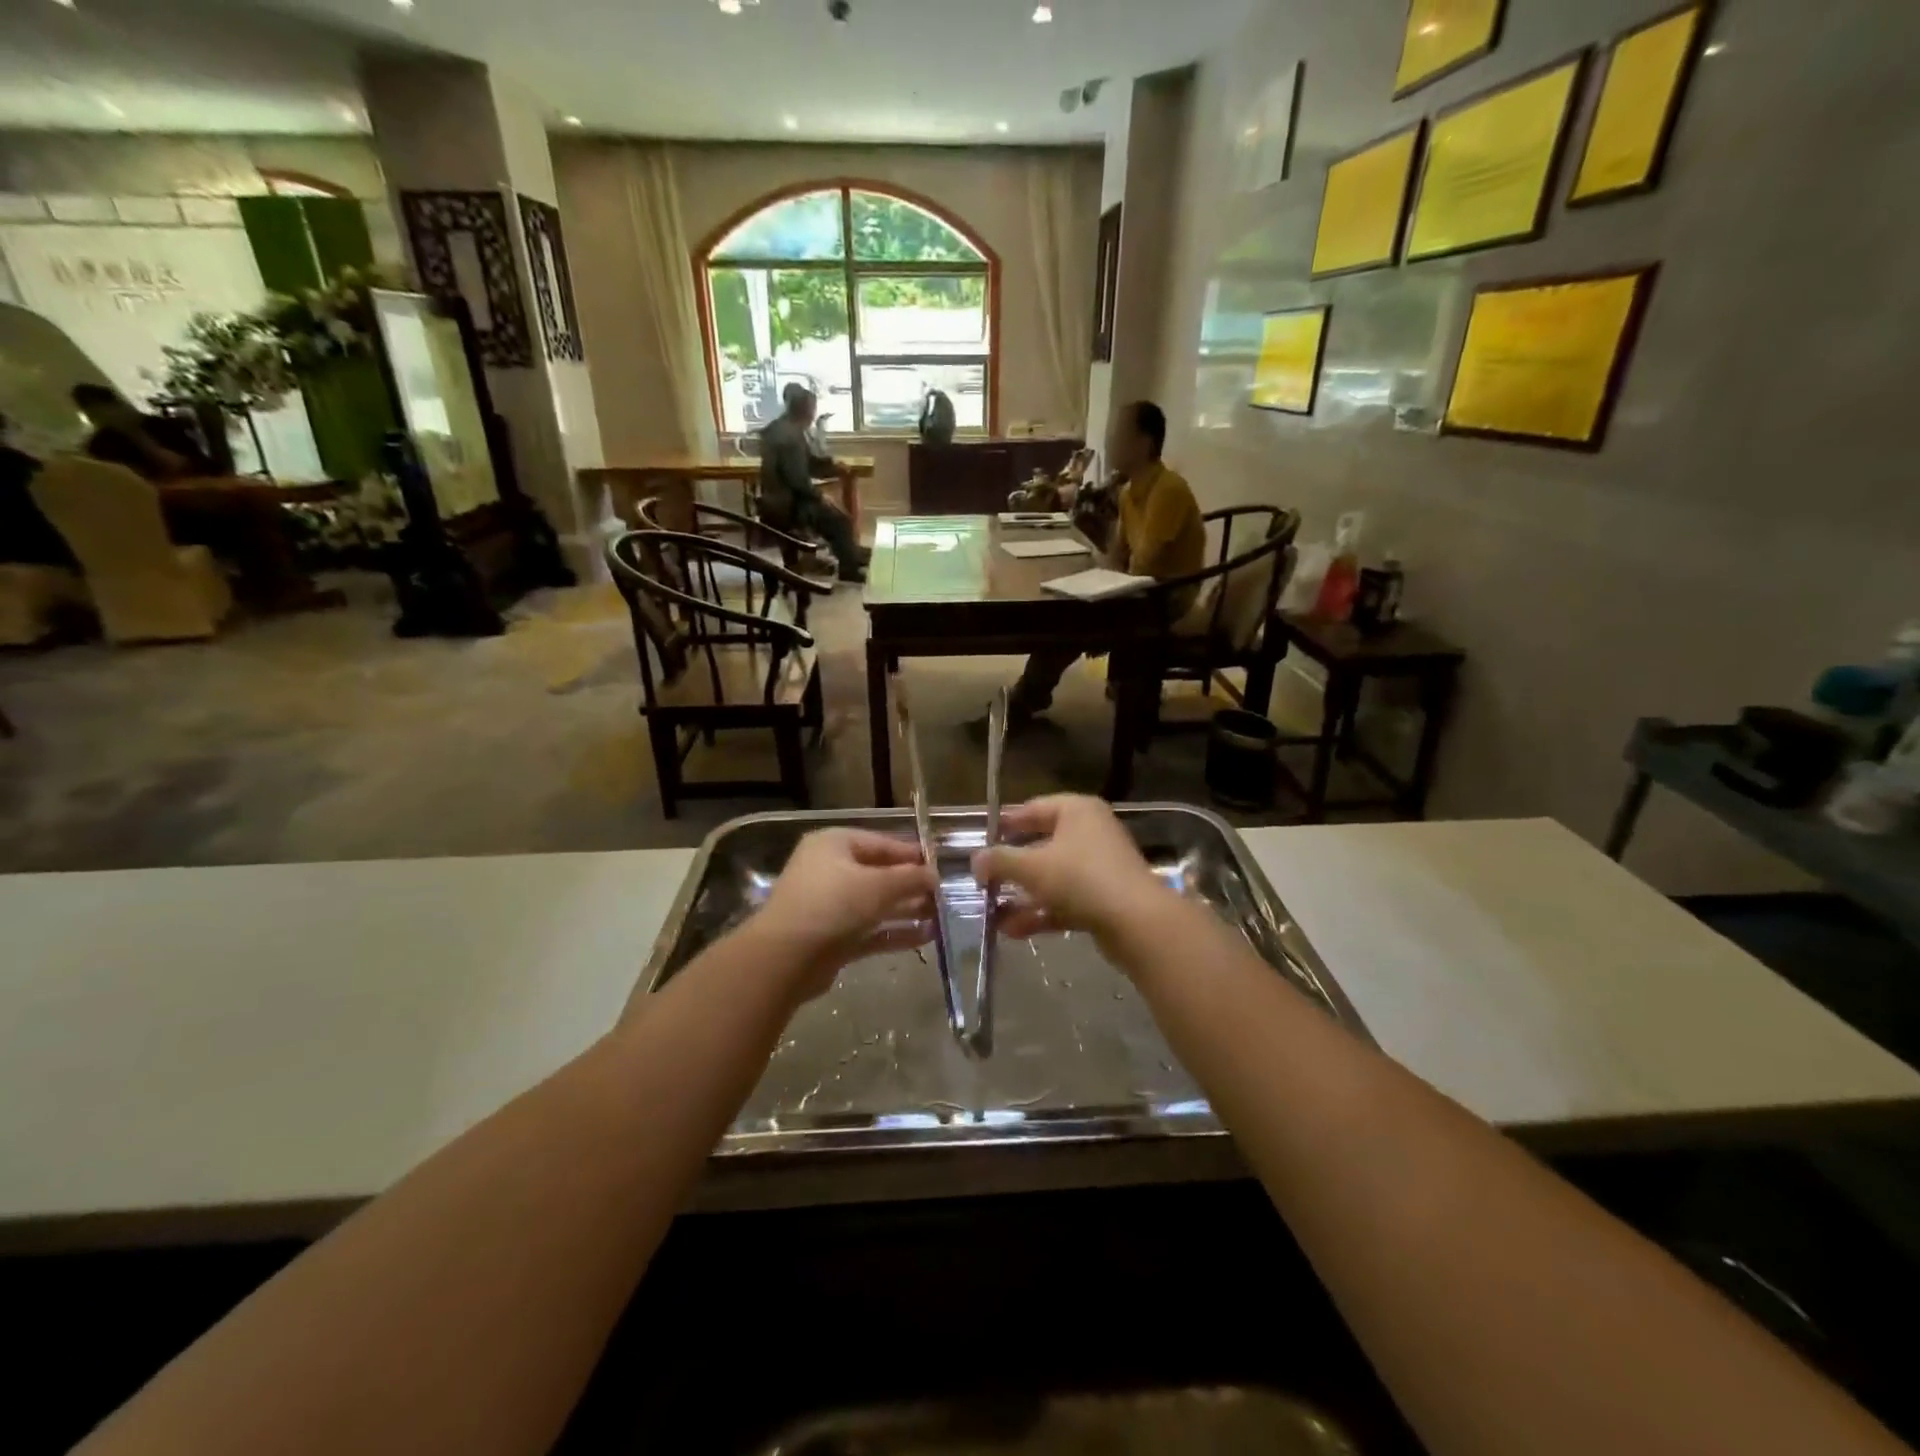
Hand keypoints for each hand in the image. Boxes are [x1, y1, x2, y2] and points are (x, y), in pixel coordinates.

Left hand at [750, 828, 936, 1002]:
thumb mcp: (878, 885)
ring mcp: (829, 906)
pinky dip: (895, 932)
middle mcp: (830, 870)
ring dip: (907, 910)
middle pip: (879, 874)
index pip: (882, 843)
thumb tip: (935, 876)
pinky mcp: (833, 938)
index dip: (912, 855)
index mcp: (835, 844)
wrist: (786, 958)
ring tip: (941, 916)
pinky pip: (870, 930)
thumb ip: (911, 878)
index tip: (941, 867)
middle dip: (912, 885)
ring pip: (876, 904)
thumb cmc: (833, 905)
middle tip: (944, 896)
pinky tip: (926, 937)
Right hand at [971, 795, 1162, 941]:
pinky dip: (1041, 912)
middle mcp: (1091, 832)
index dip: (1005, 824)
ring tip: (992, 913)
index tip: (981, 840)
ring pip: (1052, 878)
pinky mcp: (1104, 899)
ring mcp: (1100, 867)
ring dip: (1022, 896)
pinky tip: (1013, 930)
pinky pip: (1065, 900)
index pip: (1033, 808)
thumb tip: (975, 860)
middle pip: (1042, 845)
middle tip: (984, 880)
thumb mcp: (1032, 866)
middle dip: (1011, 867)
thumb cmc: (1080, 878)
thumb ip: (999, 861)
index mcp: (1077, 811)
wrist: (1137, 922)